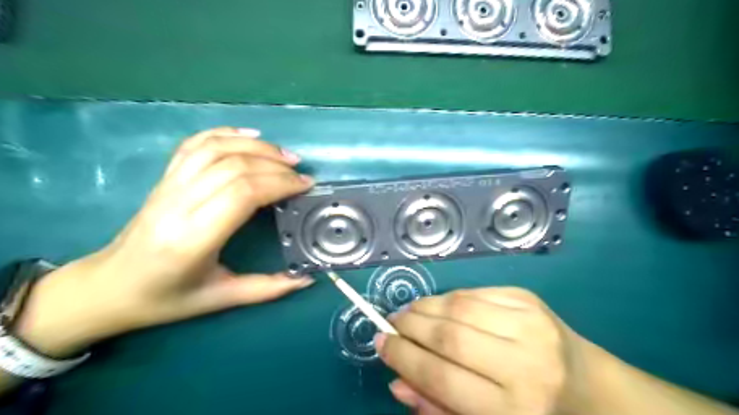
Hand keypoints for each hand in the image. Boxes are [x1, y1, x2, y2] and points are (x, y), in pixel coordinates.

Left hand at [12, 127, 315, 356]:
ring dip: (256, 147)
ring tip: (284, 155)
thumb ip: (267, 288)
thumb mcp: (220, 299)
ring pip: (216, 149)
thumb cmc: (165, 298)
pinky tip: (250, 134)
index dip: (279, 183)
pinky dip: (225, 133)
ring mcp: (168, 186)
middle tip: (301, 174)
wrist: (108, 286)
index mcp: (193, 238)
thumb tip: (306, 279)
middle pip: (234, 167)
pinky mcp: (164, 178)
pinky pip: (195, 144)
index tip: (305, 186)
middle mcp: (178, 205)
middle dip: (275, 166)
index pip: (243, 193)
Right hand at [376, 288, 592, 414]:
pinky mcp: (528, 299)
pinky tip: (438, 305)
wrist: (590, 387)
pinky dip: (448, 297)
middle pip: (448, 336)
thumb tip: (397, 381)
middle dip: (410, 327)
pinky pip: (474, 292)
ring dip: (424, 306)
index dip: (403, 357)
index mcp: (514, 409)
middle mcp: (524, 364)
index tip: (380, 342)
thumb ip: (438, 407)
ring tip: (409, 312)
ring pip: (459, 306)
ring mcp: (529, 323)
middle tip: (391, 323)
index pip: (441, 377)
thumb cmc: (533, 414)